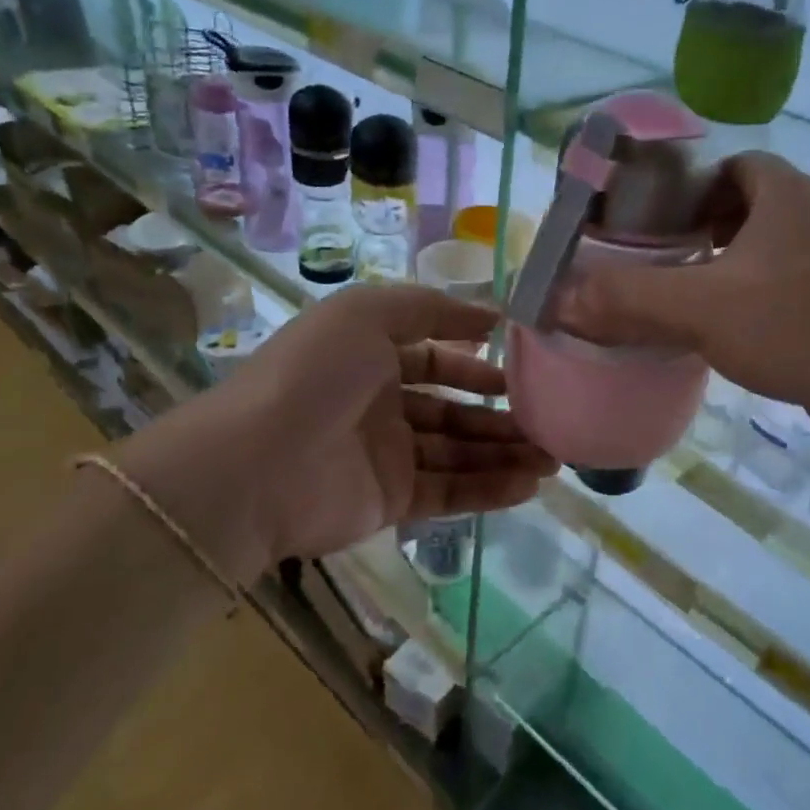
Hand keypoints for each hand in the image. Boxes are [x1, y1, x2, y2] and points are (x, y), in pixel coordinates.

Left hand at [116, 286, 556, 581]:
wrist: (255, 466)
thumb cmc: (315, 375)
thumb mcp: (368, 313)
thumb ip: (431, 308)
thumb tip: (492, 317)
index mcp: (370, 359)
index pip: (437, 360)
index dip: (479, 364)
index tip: (529, 367)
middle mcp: (381, 406)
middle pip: (455, 411)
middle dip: (503, 415)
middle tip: (553, 421)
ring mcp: (387, 457)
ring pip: (460, 453)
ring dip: (506, 454)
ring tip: (555, 458)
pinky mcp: (391, 502)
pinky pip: (451, 493)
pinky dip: (490, 489)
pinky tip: (530, 484)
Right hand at [559, 152, 809, 440]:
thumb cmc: (796, 322)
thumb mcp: (700, 307)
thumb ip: (628, 299)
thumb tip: (561, 300)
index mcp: (785, 193)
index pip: (732, 166)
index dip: (691, 187)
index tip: (657, 222)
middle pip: (749, 207)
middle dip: (706, 231)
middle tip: (664, 263)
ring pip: (772, 251)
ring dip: (733, 269)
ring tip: (689, 300)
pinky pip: (792, 287)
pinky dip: (760, 300)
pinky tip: (734, 334)